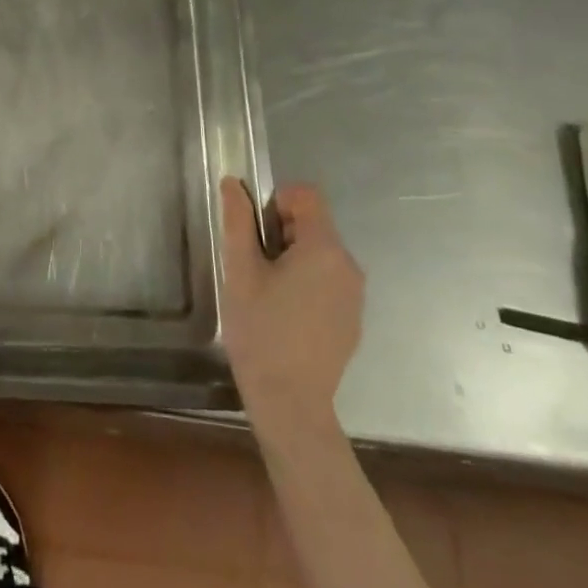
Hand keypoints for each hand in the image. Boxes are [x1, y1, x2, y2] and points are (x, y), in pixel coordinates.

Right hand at [219, 176, 364, 433]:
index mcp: (324, 249)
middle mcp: (348, 266)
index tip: (256, 234)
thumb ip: (238, 221)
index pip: (306, 195)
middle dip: (281, 233)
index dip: (276, 201)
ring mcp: (355, 295)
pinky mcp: (352, 319)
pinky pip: (328, 280)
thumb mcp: (240, 271)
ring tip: (267, 293)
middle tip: (255, 267)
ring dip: (292, 258)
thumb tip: (233, 183)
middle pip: (313, 224)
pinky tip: (285, 316)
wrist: (291, 404)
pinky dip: (306, 283)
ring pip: (319, 253)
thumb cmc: (261, 331)